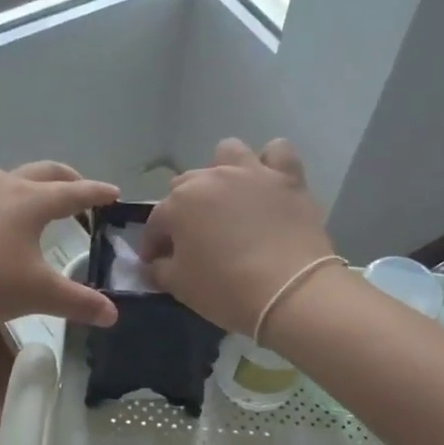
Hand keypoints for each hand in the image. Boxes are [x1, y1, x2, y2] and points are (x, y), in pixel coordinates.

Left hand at [0, 162, 119, 332]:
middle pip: (44, 172)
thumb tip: (113, 315)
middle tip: (83, 190)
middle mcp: (3, 185)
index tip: (114, 194)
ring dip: (34, 184)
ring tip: (41, 202)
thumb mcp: (37, 295)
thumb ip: (79, 302)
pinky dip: (7, 198)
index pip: (75, 192)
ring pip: (12, 177)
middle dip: (68, 179)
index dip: (97, 194)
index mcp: (31, 200)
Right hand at [139, 138, 335, 336]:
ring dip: (222, 171)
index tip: (156, 262)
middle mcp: (211, 178)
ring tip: (228, 198)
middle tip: (193, 238)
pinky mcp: (287, 178)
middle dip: (184, 209)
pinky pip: (277, 152)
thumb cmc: (226, 290)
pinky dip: (270, 164)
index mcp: (179, 204)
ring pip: (227, 153)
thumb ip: (159, 270)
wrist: (290, 292)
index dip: (153, 244)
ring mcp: (250, 173)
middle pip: (186, 186)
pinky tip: (267, 183)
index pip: (156, 223)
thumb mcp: (179, 287)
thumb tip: (155, 263)